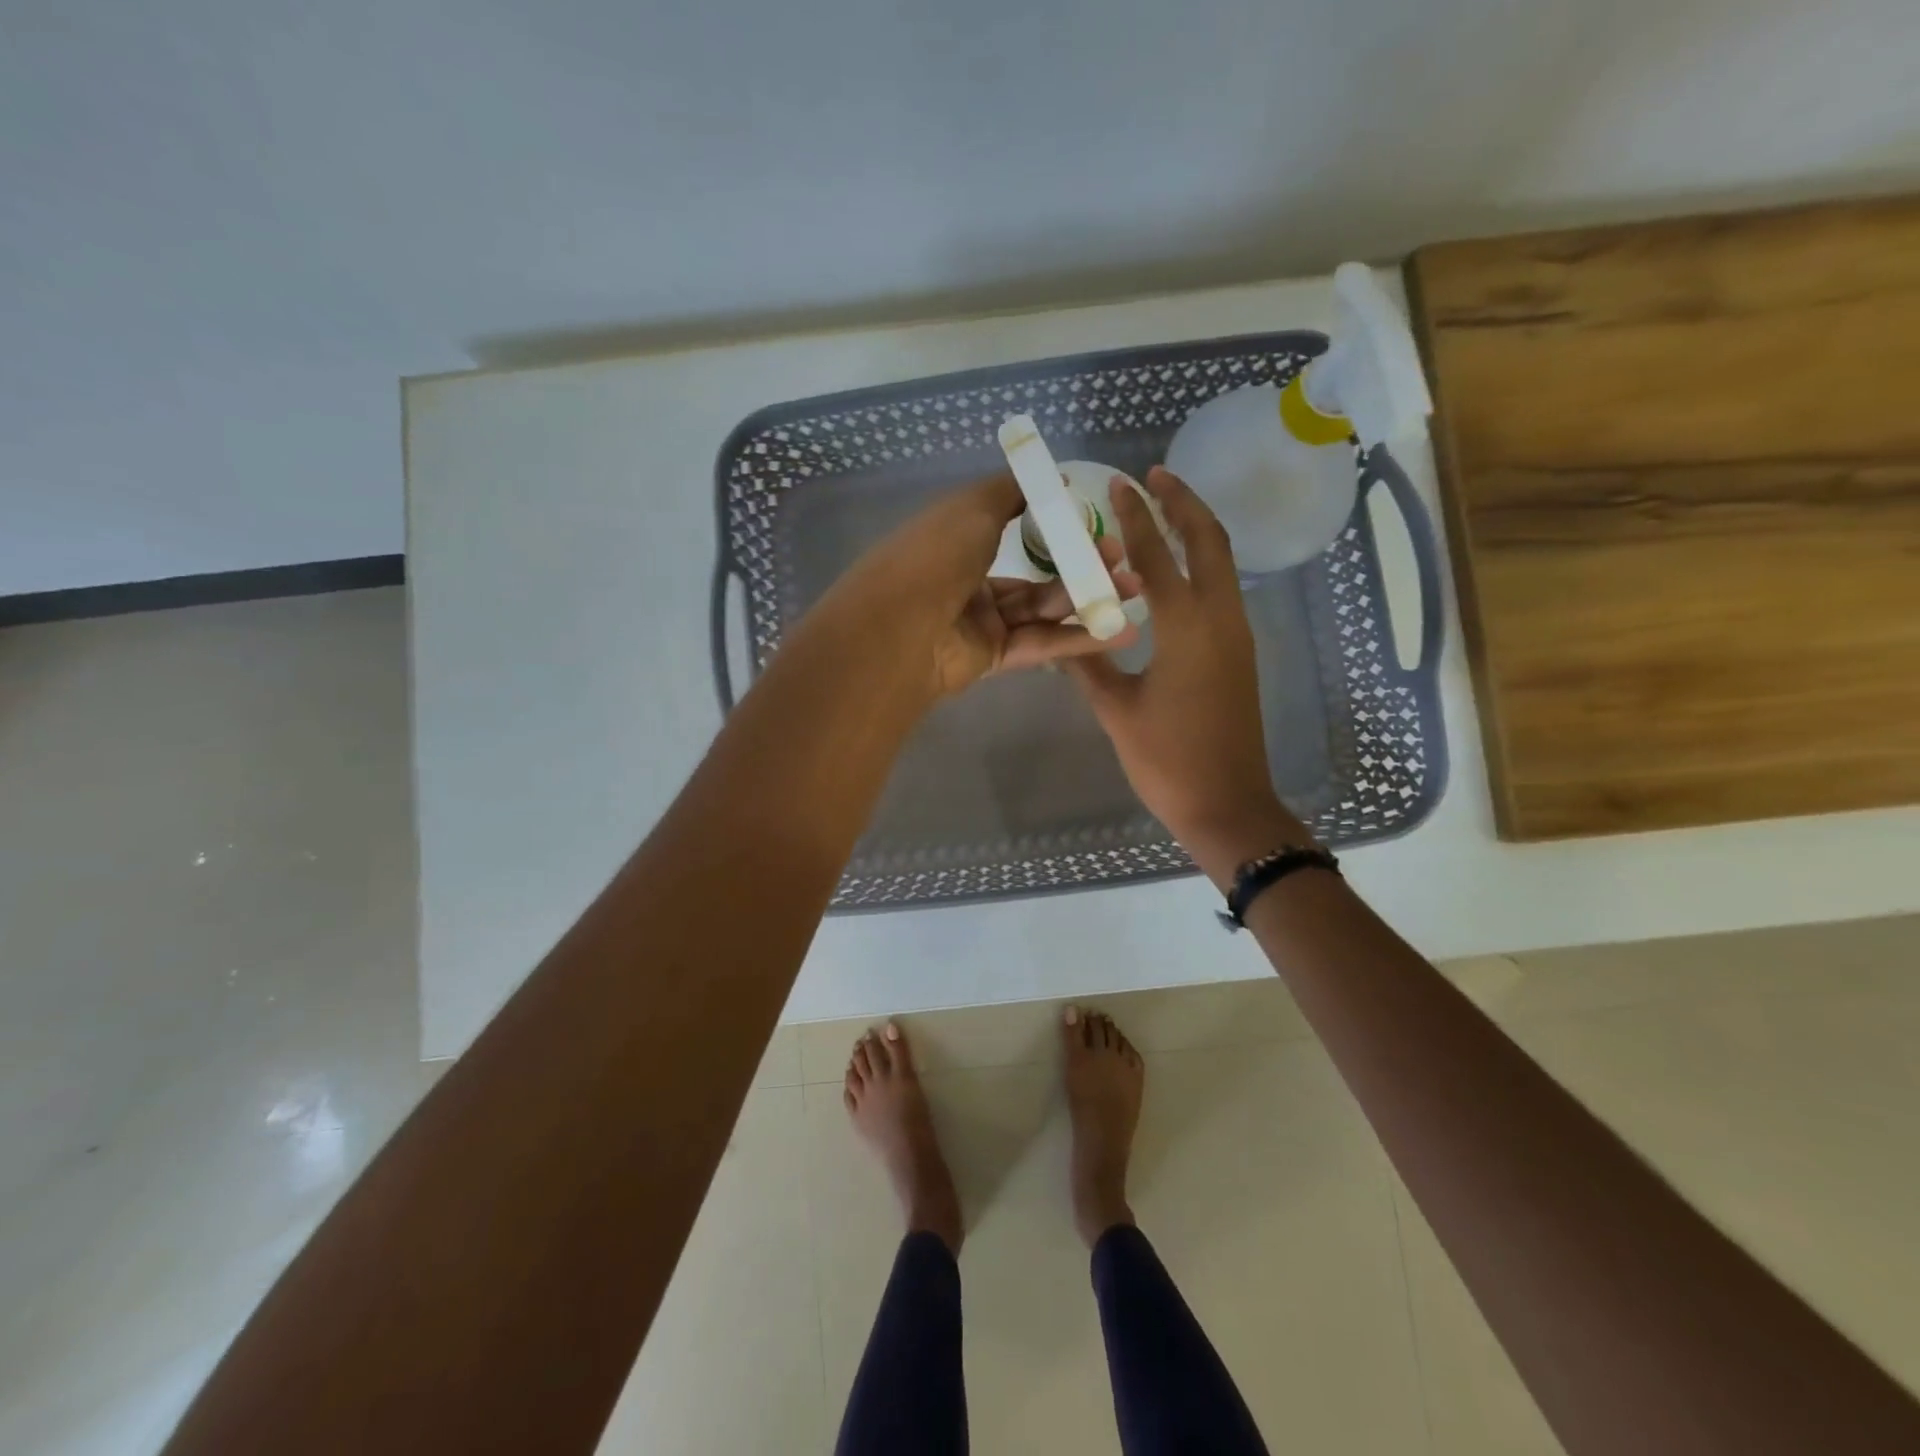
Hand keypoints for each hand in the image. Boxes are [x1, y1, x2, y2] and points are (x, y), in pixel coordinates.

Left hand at [809, 472, 1139, 701]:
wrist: (900, 629)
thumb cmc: (935, 556)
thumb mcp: (973, 507)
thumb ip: (1011, 491)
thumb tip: (1048, 477)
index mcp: (957, 541)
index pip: (1011, 530)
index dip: (1053, 527)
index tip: (1094, 522)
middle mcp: (969, 581)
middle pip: (1035, 574)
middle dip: (1081, 566)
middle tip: (1124, 559)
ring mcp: (981, 623)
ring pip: (1043, 609)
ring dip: (1088, 599)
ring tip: (1134, 588)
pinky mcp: (993, 658)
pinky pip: (1042, 643)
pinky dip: (1080, 638)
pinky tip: (1120, 630)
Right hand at [1063, 466, 1309, 884]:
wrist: (1227, 805)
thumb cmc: (1167, 760)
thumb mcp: (1117, 712)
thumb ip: (1088, 666)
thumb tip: (1062, 636)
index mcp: (1187, 628)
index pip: (1159, 555)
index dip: (1137, 517)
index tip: (1121, 484)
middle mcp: (1220, 619)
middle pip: (1210, 541)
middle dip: (1184, 502)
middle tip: (1155, 476)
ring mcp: (1237, 636)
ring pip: (1223, 564)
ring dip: (1196, 530)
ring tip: (1163, 510)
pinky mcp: (1240, 654)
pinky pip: (1222, 590)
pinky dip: (1202, 564)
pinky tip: (1175, 571)